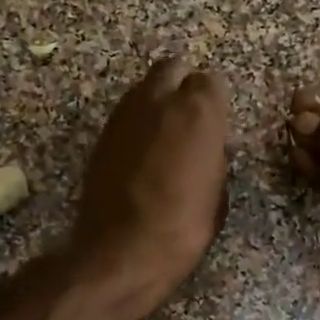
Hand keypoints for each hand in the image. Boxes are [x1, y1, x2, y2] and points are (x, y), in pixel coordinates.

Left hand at [70, 58, 230, 317]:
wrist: (123, 250)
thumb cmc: (183, 227)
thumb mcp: (217, 193)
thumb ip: (214, 156)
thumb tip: (208, 146)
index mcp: (198, 111)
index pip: (210, 82)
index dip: (213, 102)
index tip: (215, 124)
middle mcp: (158, 100)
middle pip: (171, 69)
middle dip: (181, 84)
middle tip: (188, 116)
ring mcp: (124, 115)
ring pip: (143, 88)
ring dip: (155, 102)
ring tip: (163, 136)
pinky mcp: (101, 135)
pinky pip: (124, 115)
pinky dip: (135, 124)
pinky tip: (141, 153)